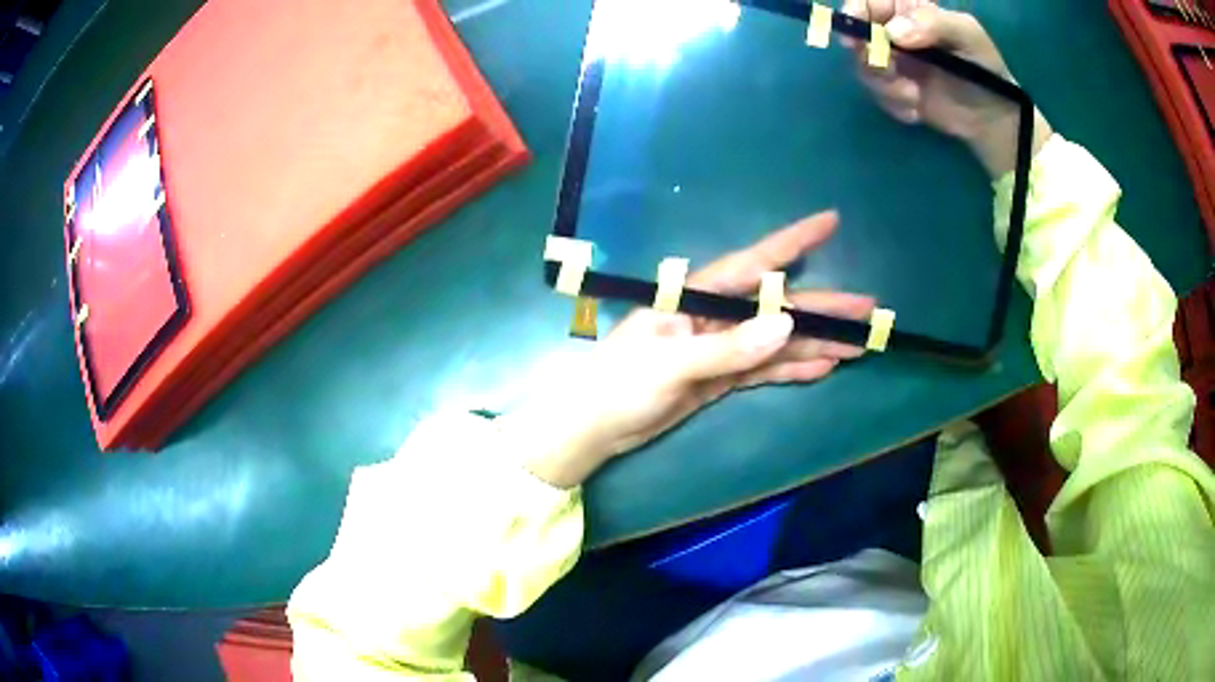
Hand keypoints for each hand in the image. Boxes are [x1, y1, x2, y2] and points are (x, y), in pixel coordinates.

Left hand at [500, 211, 873, 487]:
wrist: (594, 427)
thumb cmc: (619, 385)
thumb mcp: (672, 365)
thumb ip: (729, 348)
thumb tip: (787, 325)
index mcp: (695, 298)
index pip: (752, 264)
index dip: (793, 242)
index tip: (829, 222)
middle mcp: (713, 317)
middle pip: (777, 308)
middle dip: (824, 308)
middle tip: (870, 309)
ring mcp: (721, 348)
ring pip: (778, 342)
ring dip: (817, 343)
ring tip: (860, 345)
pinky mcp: (722, 378)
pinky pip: (765, 371)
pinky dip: (794, 370)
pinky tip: (825, 368)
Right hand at [842, 0, 1051, 177]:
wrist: (1000, 123)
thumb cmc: (991, 73)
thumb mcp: (971, 38)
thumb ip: (934, 23)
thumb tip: (894, 31)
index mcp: (912, 10)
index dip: (858, 9)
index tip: (862, 30)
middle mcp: (897, 33)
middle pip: (856, 31)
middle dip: (868, 53)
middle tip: (890, 70)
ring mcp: (896, 64)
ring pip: (862, 66)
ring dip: (884, 85)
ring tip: (914, 99)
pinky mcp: (898, 94)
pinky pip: (878, 95)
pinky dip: (893, 106)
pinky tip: (917, 112)